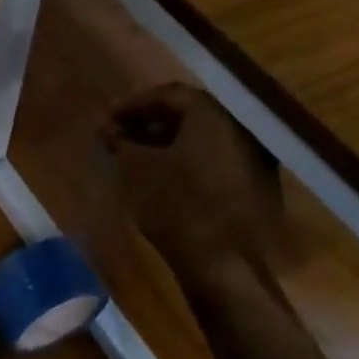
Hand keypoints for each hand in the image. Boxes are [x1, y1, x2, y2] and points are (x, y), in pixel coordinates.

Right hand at [99, 82, 283, 277]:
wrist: (223, 264)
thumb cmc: (175, 207)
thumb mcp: (136, 169)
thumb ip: (121, 141)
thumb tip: (109, 130)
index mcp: (213, 117)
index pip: (169, 94)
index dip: (133, 104)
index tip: (106, 117)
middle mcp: (238, 129)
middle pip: (187, 115)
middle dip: (147, 122)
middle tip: (117, 135)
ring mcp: (251, 158)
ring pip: (200, 138)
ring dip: (164, 141)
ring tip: (133, 156)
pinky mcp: (253, 185)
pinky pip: (212, 159)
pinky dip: (184, 160)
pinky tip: (160, 175)